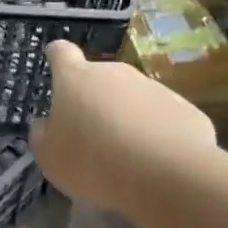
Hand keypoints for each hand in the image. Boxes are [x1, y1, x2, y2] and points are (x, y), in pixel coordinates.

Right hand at [30, 40, 215, 209]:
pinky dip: (156, 133)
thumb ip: (43, 135)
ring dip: (126, 117)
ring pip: (132, 98)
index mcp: (75, 78)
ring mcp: (153, 88)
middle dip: (94, 99)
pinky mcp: (185, 108)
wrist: (167, 175)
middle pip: (99, 78)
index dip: (57, 58)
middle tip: (91, 134)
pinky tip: (155, 162)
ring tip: (126, 155)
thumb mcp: (50, 157)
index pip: (61, 53)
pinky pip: (162, 118)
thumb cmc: (93, 162)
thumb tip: (46, 123)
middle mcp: (115, 73)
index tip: (55, 65)